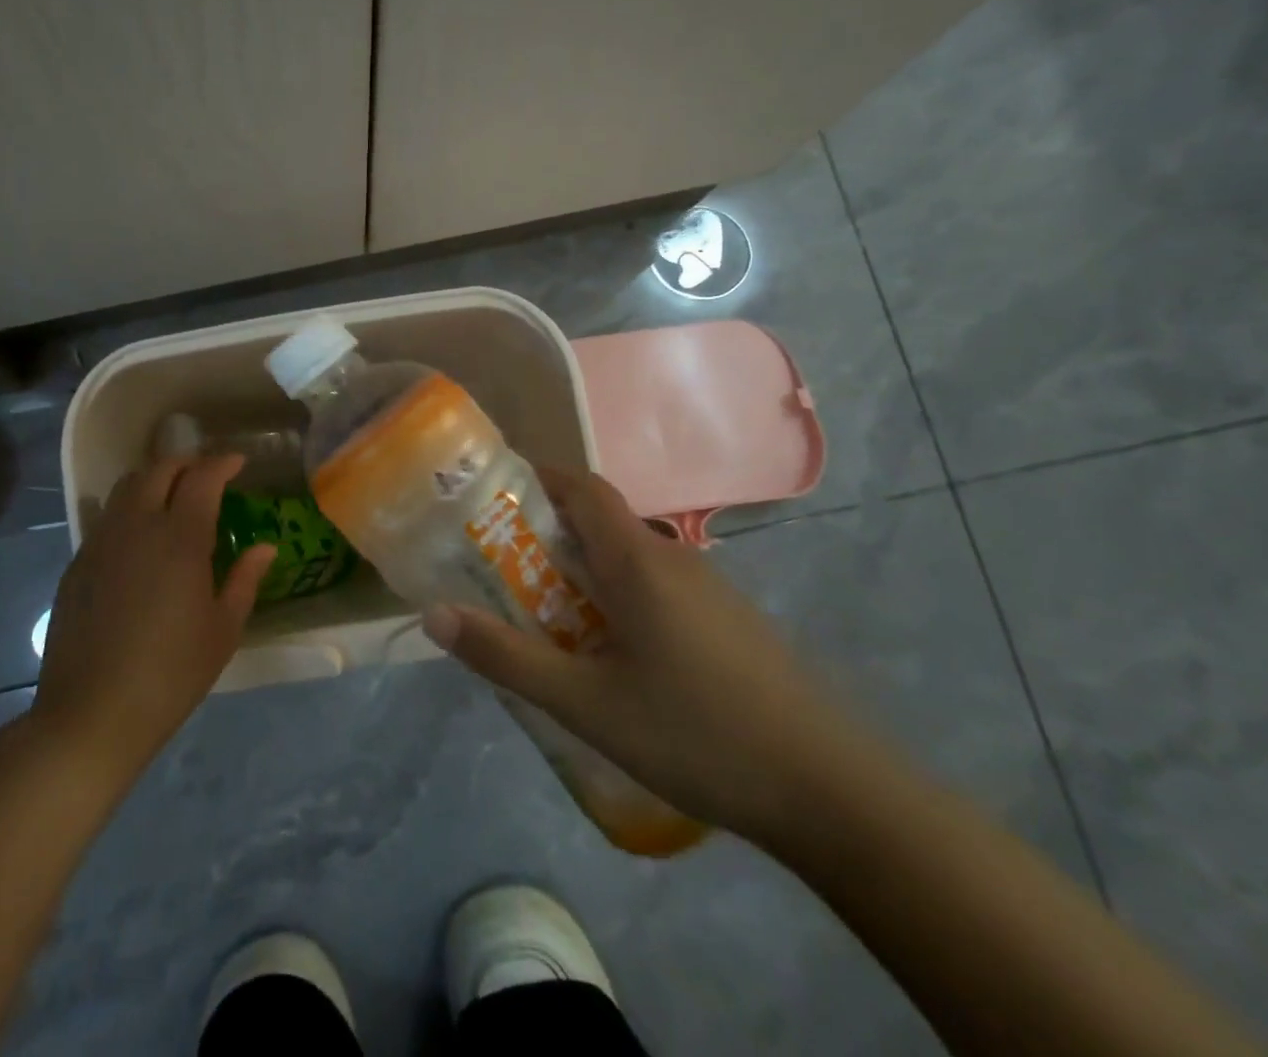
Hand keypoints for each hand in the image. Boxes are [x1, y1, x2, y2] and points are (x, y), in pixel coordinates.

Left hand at [30, 454, 274, 779]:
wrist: (91, 714)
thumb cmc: (170, 673)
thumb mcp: (223, 630)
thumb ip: (245, 580)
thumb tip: (265, 547)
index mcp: (179, 538)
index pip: (202, 478)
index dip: (222, 463)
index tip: (238, 463)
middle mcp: (137, 526)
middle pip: (158, 470)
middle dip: (187, 463)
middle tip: (207, 475)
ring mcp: (100, 543)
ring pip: (126, 488)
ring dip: (154, 480)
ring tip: (172, 498)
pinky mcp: (77, 564)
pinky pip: (106, 519)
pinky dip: (129, 511)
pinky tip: (140, 541)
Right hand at [422, 466, 866, 842]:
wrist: (832, 791)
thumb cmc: (697, 732)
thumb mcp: (586, 703)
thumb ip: (507, 657)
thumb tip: (435, 615)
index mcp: (637, 560)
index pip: (582, 487)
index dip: (537, 476)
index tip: (493, 492)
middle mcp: (673, 558)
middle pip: (600, 522)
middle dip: (547, 532)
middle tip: (499, 565)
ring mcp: (709, 590)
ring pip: (629, 559)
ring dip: (583, 570)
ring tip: (543, 613)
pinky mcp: (729, 623)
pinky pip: (657, 588)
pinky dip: (617, 597)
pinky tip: (610, 655)